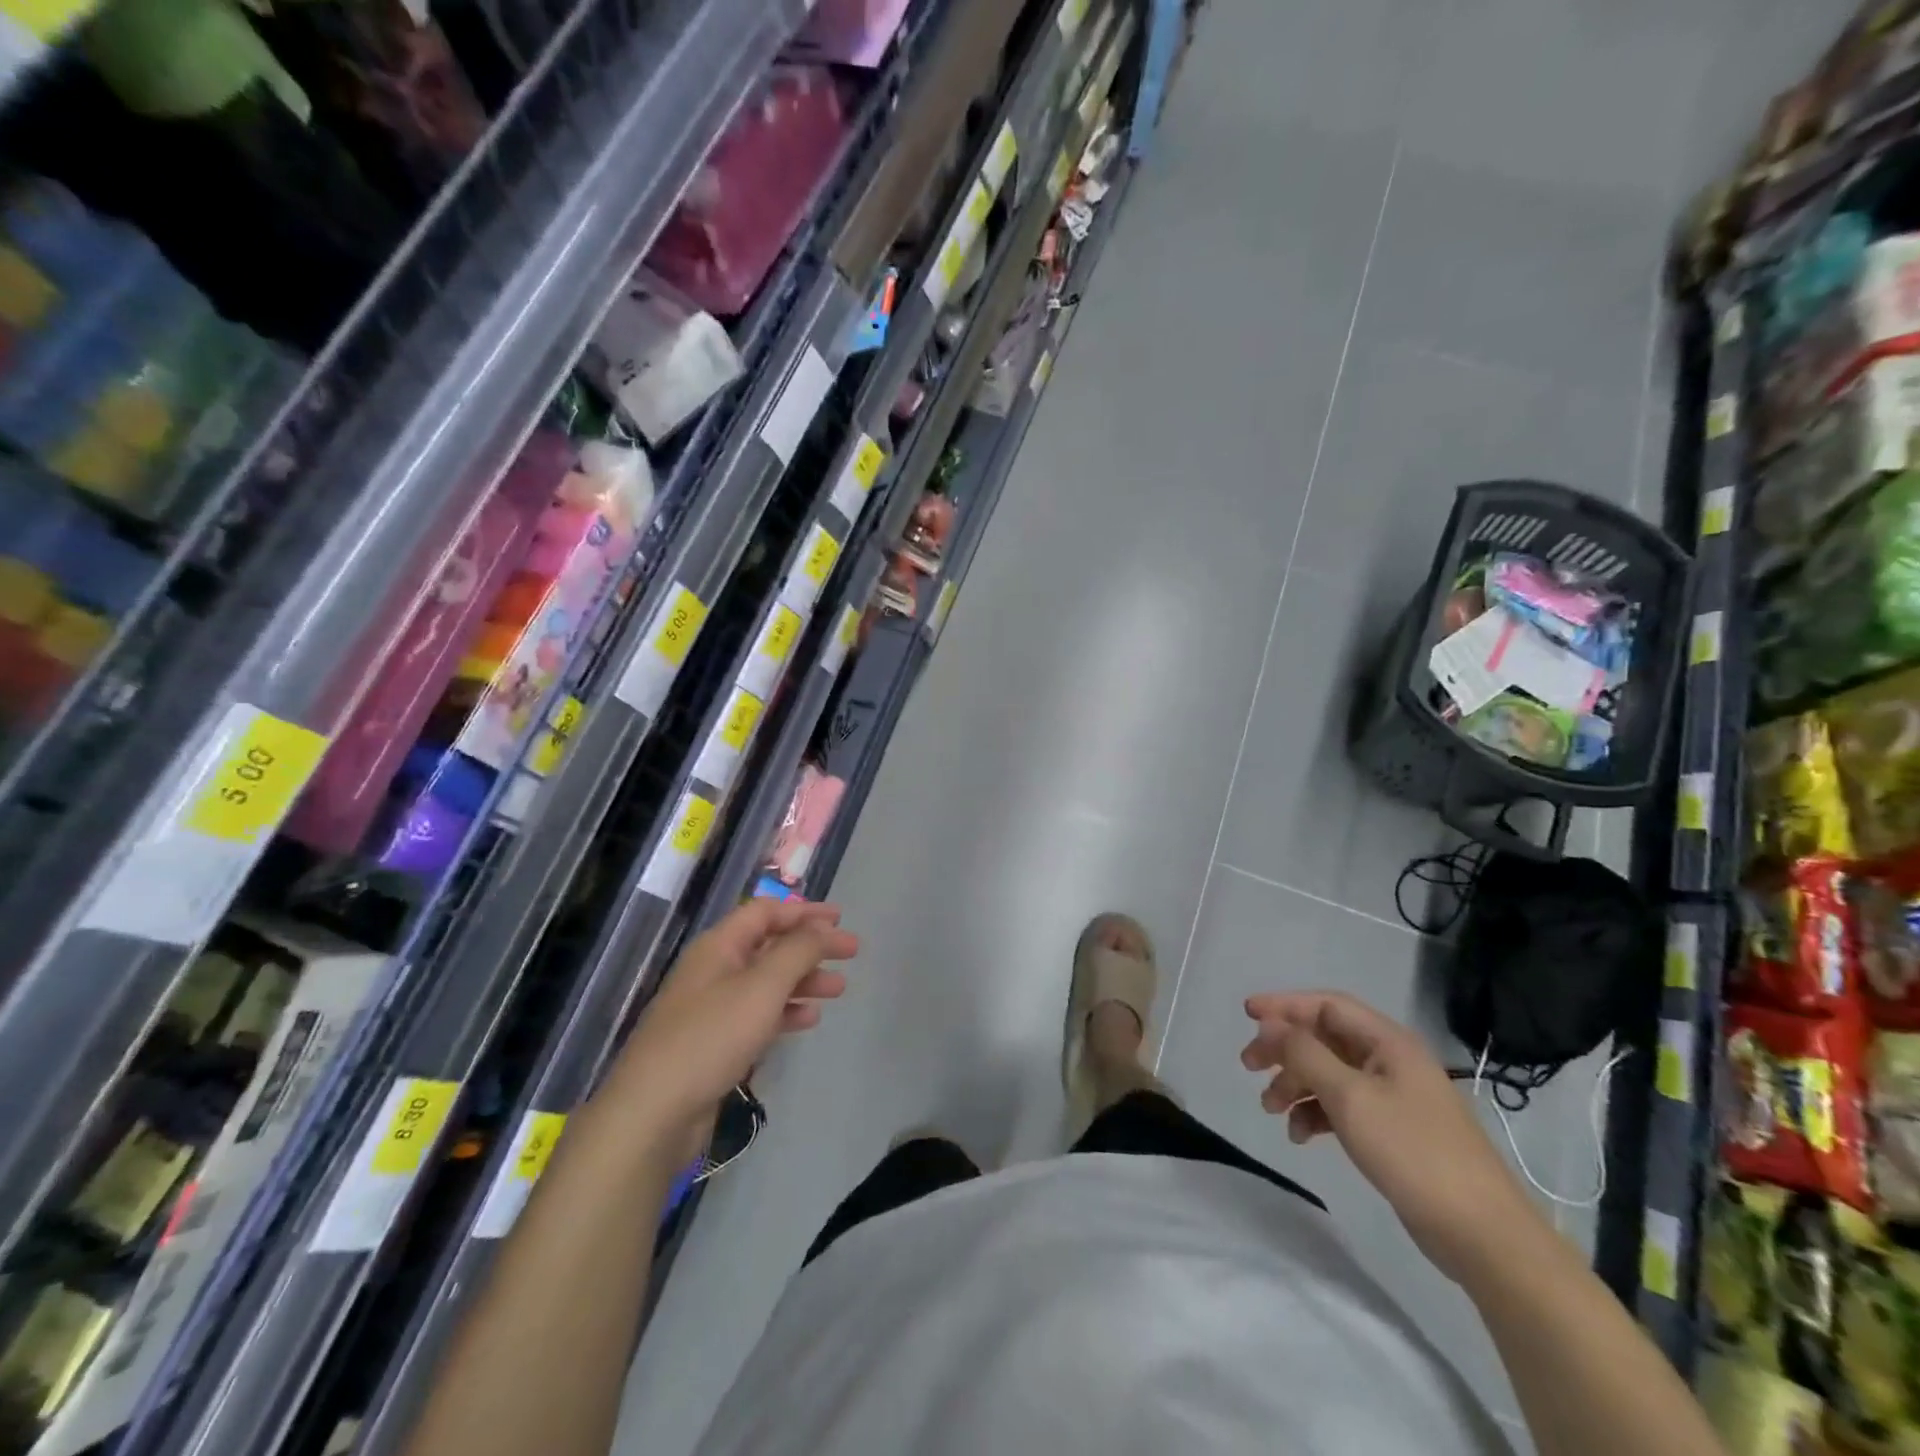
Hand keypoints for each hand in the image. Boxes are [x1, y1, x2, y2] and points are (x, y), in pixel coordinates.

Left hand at [604, 900, 856, 1158]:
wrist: (653, 1113)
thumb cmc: (711, 1037)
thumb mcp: (762, 986)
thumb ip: (797, 951)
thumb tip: (822, 928)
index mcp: (719, 946)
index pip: (766, 912)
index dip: (804, 912)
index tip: (840, 919)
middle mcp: (714, 969)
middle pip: (769, 946)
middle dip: (811, 947)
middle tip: (851, 954)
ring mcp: (711, 1008)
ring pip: (767, 982)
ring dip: (803, 980)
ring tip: (838, 989)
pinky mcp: (714, 1043)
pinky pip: (757, 1014)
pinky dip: (785, 1011)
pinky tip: (808, 1019)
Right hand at [1241, 991, 1547, 1284]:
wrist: (1481, 1234)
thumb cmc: (1412, 1151)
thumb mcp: (1349, 1096)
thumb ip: (1305, 1054)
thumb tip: (1272, 1024)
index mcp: (1388, 1042)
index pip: (1327, 1006)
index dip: (1285, 1006)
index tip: (1247, 1014)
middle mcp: (1391, 1061)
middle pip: (1325, 1039)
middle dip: (1284, 1049)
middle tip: (1248, 1065)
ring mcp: (1394, 1097)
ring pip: (1329, 1074)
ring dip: (1295, 1084)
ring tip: (1269, 1108)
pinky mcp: (1393, 1130)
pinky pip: (1343, 1106)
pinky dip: (1316, 1114)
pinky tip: (1299, 1136)